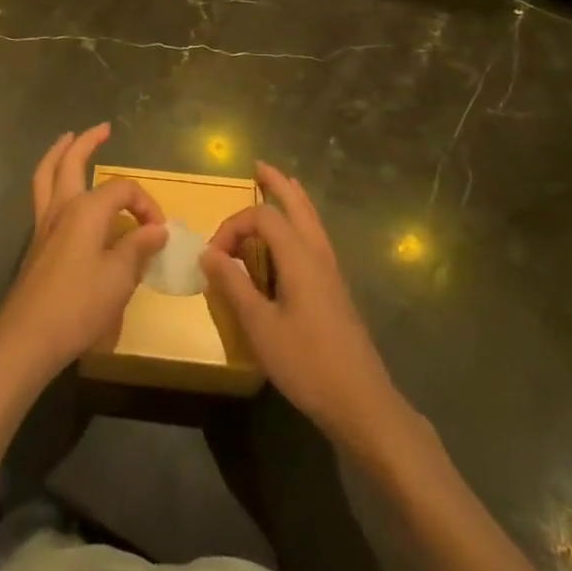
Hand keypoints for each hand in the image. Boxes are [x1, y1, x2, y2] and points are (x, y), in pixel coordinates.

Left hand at [0, 124, 167, 390]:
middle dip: (87, 141)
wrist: (27, 336)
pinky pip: (42, 195)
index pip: (123, 190)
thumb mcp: (119, 278)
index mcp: (86, 209)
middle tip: (103, 129)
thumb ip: (138, 248)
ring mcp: (44, 223)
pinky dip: (51, 180)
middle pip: (71, 161)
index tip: (159, 232)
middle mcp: (62, 206)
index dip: (146, 204)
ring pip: (47, 174)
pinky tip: (60, 191)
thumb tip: (158, 229)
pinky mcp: (36, 243)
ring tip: (68, 139)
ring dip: (59, 153)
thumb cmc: (78, 305)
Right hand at [203, 163, 407, 451]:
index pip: (262, 218)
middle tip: (258, 166)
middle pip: (297, 204)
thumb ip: (233, 285)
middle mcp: (317, 254)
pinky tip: (295, 236)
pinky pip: (316, 238)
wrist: (363, 403)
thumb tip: (208, 253)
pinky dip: (302, 222)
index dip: (233, 226)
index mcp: (299, 256)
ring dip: (292, 199)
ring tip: (280, 185)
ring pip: (311, 220)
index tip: (214, 255)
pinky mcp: (336, 290)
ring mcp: (331, 271)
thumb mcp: (260, 326)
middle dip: (276, 184)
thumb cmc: (307, 363)